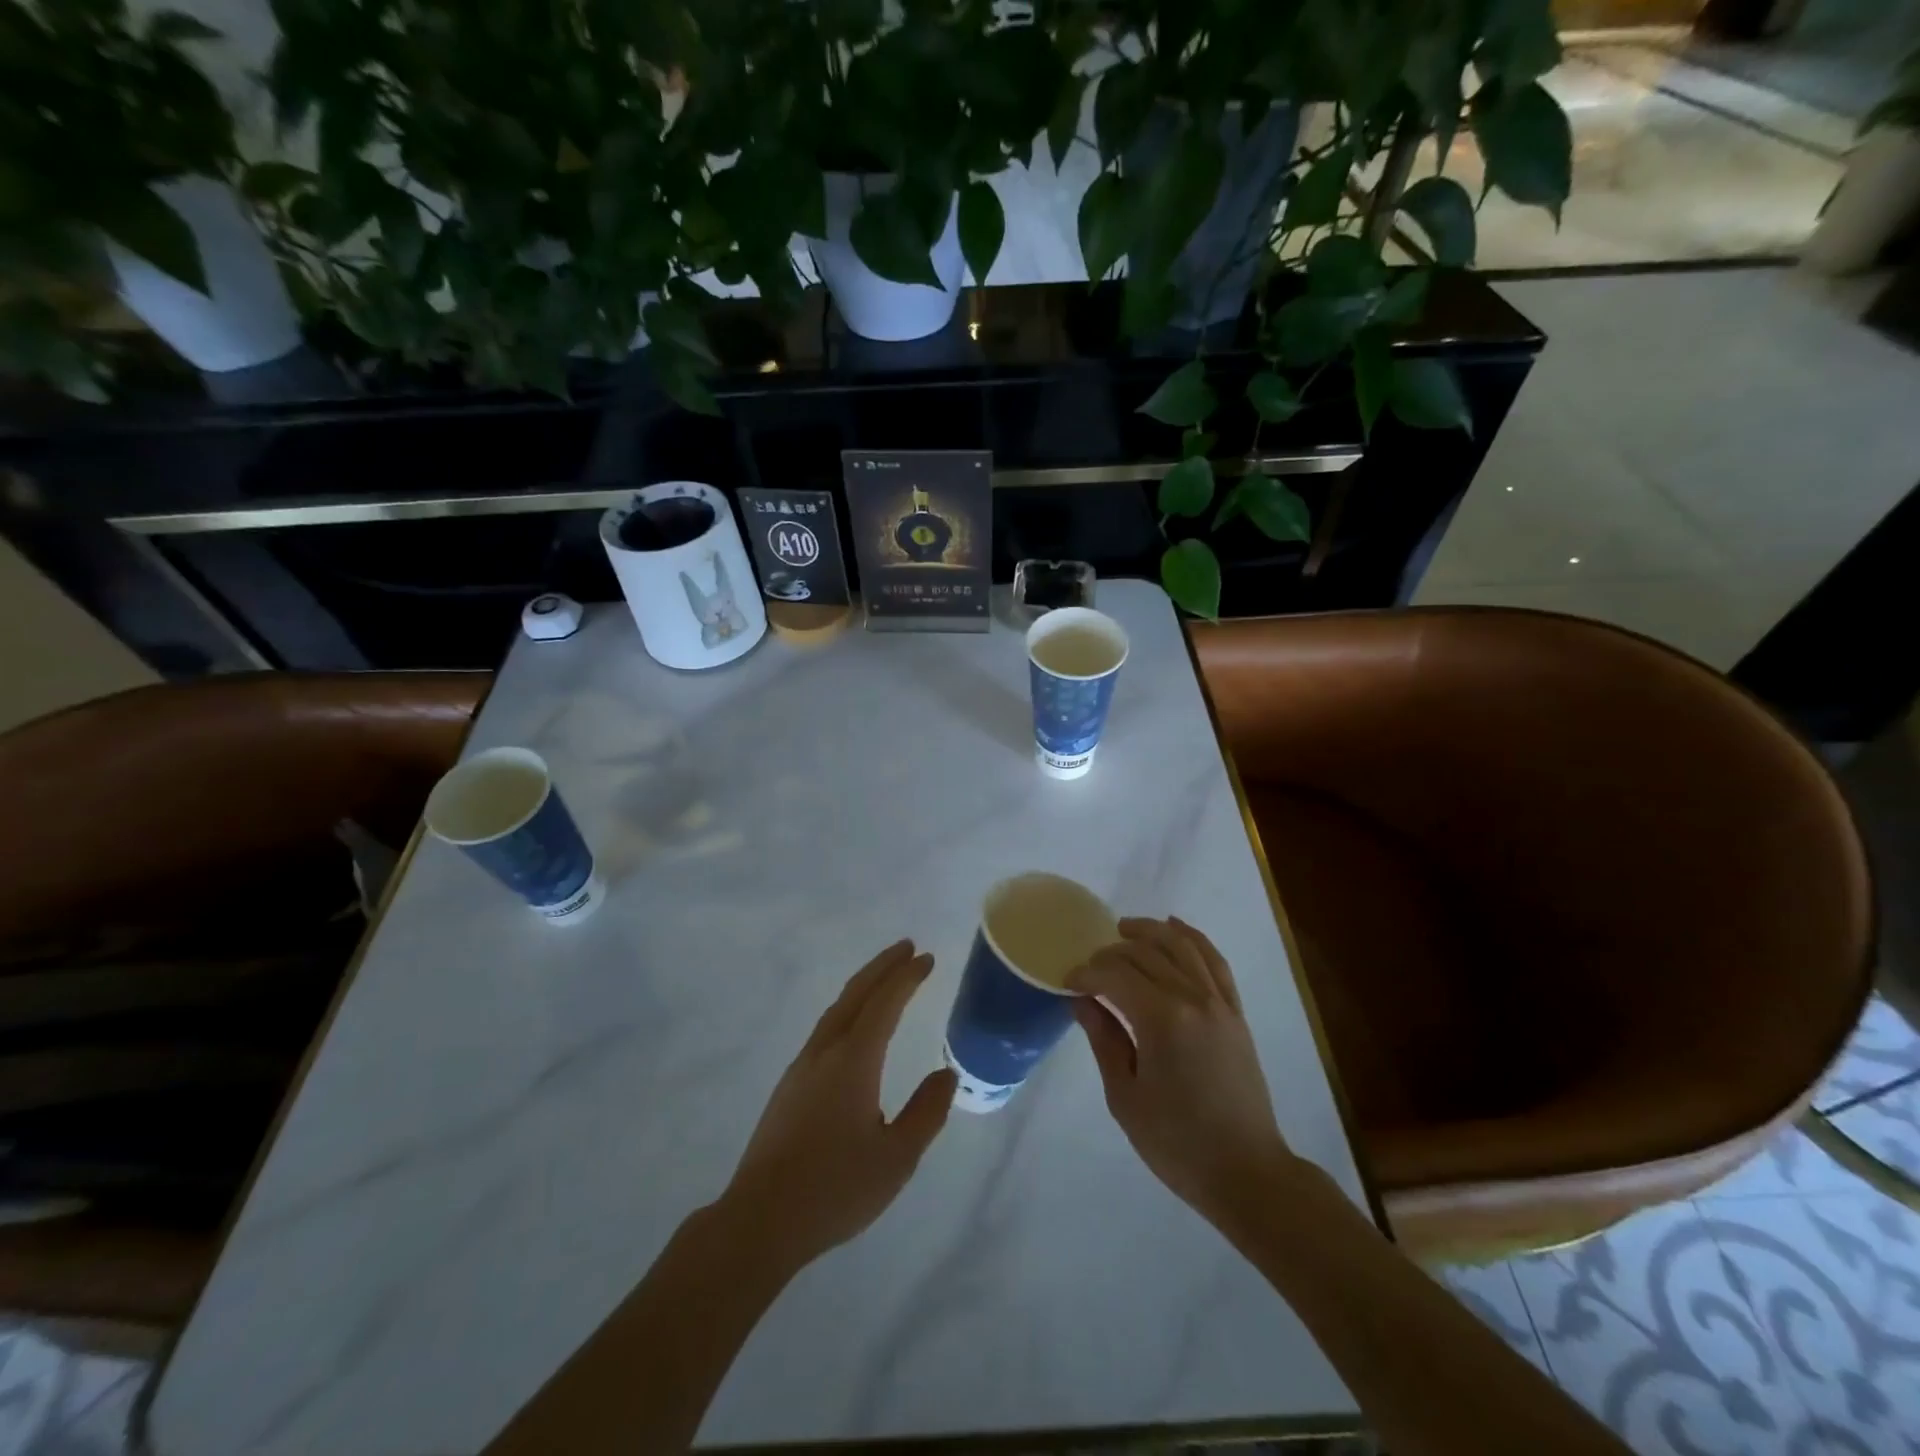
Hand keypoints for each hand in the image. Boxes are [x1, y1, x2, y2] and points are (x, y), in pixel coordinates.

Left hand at [716, 940, 956, 1273]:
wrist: (760, 1221)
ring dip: (863, 986)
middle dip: (883, 967)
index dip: (906, 978)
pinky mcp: (789, 1086)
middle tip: (907, 948)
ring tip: (884, 977)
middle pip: (855, 994)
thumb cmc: (834, 1189)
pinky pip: (825, 1029)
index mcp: (853, 1061)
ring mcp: (801, 1067)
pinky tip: (853, 1026)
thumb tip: (946, 1074)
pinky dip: (847, 1009)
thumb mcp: (896, 1158)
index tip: (926, 958)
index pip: (884, 1004)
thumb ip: (926, 1113)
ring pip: (836, 1010)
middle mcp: (825, 1052)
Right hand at [1070, 917, 1292, 1236]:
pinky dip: (1194, 938)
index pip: (1115, 975)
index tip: (1067, 982)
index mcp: (1162, 1020)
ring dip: (1150, 931)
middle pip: (1146, 954)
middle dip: (1111, 953)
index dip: (1087, 972)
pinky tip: (1175, 928)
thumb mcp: (1125, 1096)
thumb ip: (1104, 1039)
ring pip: (1182, 946)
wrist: (1246, 1172)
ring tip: (1124, 929)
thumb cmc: (1177, 1142)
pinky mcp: (1235, 1013)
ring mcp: (1220, 1003)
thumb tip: (1082, 1000)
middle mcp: (1193, 999)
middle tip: (1089, 967)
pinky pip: (1215, 962)